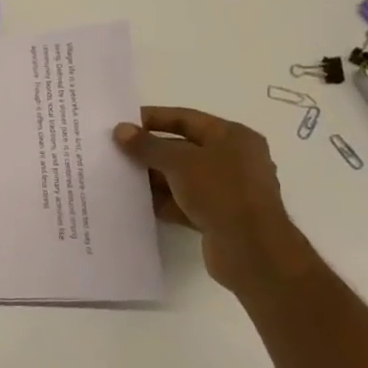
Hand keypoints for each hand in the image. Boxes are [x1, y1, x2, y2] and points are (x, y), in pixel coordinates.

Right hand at [113, 107, 311, 290]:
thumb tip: (120, 130)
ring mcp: (227, 190)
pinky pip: (185, 202)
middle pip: (183, 148)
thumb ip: (147, 146)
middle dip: (150, 151)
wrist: (251, 249)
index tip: (122, 124)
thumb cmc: (221, 192)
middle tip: (116, 153)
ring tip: (120, 178)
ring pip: (182, 177)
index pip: (186, 119)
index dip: (153, 118)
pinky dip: (164, 201)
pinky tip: (138, 204)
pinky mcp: (219, 216)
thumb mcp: (180, 162)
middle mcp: (233, 159)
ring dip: (154, 178)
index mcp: (233, 136)